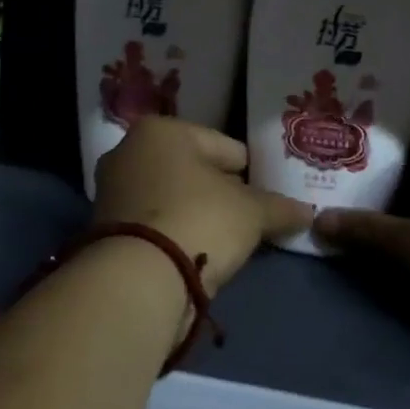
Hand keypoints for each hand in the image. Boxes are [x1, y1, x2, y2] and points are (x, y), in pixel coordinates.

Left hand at [93, 118, 311, 292]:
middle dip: (220, 192)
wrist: (139, 278)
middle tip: (247, 219)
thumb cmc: (200, 220)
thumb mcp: (252, 212)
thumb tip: (307, 212)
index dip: (252, 173)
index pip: (225, 147)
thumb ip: (280, 207)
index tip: (266, 199)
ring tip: (223, 240)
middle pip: (194, 170)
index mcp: (162, 130)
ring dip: (196, 213)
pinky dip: (174, 232)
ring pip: (171, 196)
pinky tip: (194, 251)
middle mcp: (128, 150)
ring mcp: (111, 189)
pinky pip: (154, 221)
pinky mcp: (102, 227)